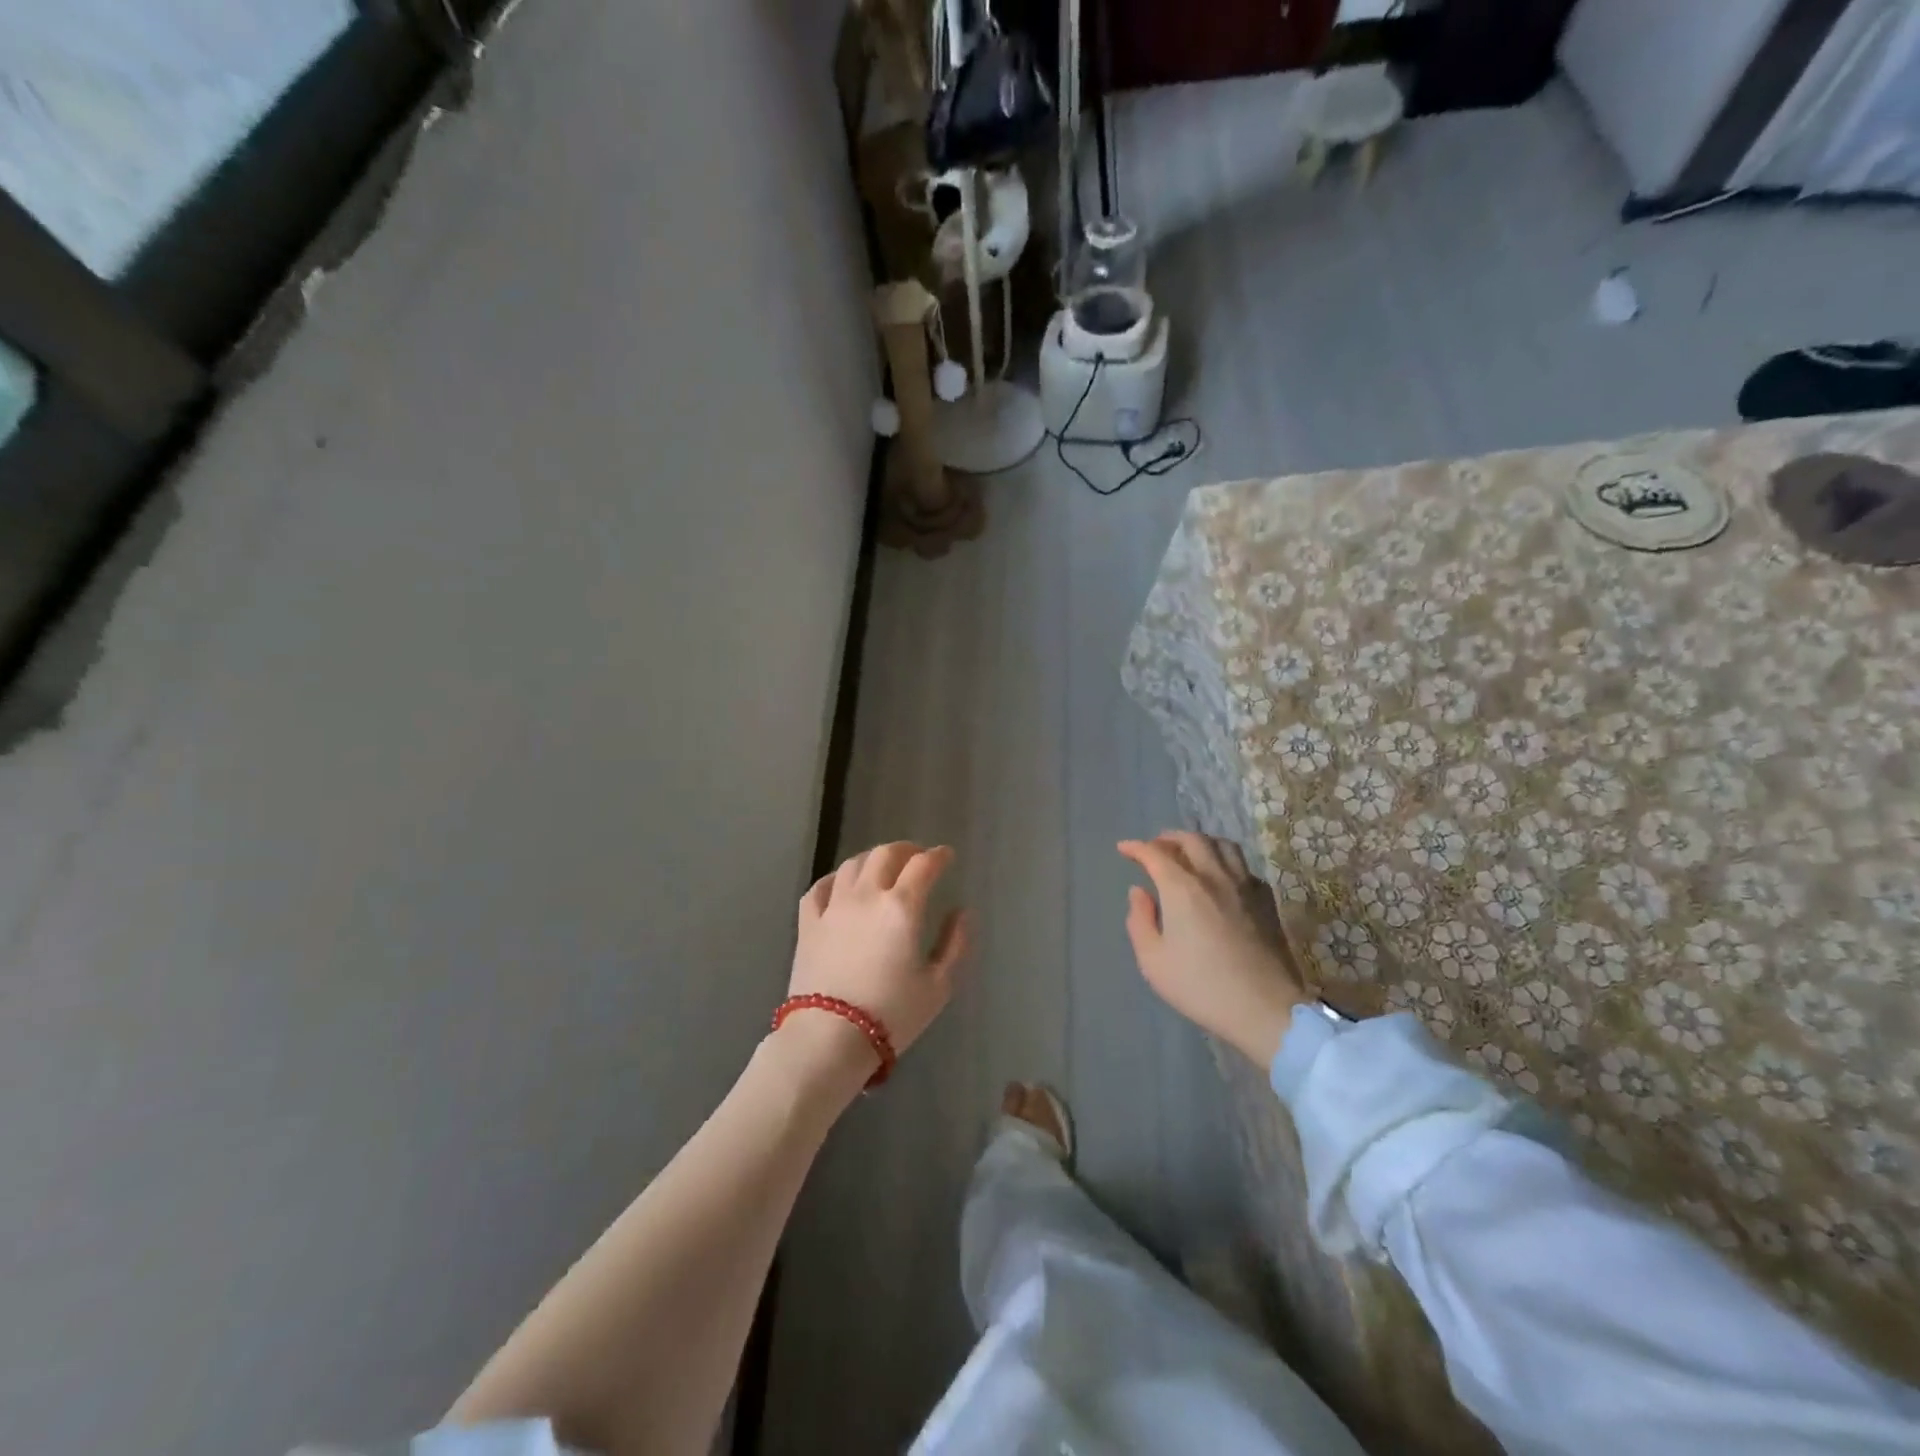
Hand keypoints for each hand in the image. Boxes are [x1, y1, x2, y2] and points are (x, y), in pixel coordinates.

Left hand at [787, 843, 971, 1077]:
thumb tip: (962, 913)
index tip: (947, 856)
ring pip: (852, 864)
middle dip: (906, 850)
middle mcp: (866, 895)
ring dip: (872, 859)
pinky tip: (842, 885)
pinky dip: (835, 878)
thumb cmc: (891, 1015)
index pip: (923, 865)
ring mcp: (833, 907)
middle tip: (917, 858)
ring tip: (882, 867)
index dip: (939, 856)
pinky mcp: (808, 923)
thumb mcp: (938, 985)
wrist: (828, 1038)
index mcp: (902, 907)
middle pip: (885, 854)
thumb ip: (955, 944)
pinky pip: (820, 887)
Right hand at [1118, 832, 1306, 1065]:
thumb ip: (1140, 920)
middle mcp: (1214, 877)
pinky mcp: (1266, 901)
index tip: (1124, 848)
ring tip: (1189, 853)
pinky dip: (1225, 862)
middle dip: (1168, 838)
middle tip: (1155, 847)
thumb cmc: (1200, 987)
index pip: (1155, 854)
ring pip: (1223, 846)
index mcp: (1182, 889)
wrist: (1264, 1008)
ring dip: (1201, 843)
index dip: (1136, 848)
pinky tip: (1221, 878)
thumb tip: (1139, 892)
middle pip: (1192, 840)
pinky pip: (1243, 867)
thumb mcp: (1153, 961)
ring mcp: (1244, 886)